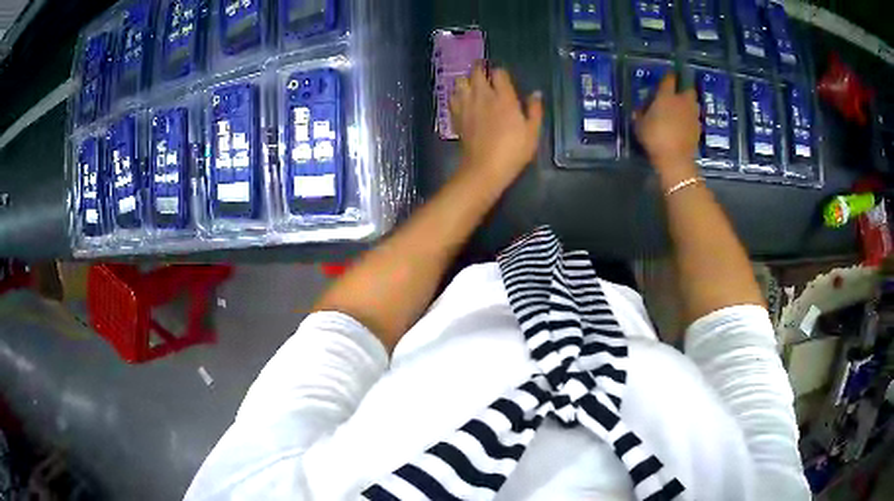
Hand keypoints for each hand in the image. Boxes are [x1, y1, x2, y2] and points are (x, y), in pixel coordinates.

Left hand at [450, 63, 543, 187]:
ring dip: (466, 80)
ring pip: (460, 81)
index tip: (503, 76)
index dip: (501, 72)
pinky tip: (463, 100)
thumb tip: (536, 93)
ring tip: (472, 85)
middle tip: (484, 71)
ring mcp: (466, 105)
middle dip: (480, 68)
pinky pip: (452, 98)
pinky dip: (457, 95)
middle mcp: (483, 96)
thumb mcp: (532, 132)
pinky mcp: (456, 116)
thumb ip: (535, 110)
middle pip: (476, 71)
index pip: (499, 73)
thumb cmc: (513, 150)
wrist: (485, 168)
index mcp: (504, 97)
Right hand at [634, 74, 701, 185]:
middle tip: (677, 94)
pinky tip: (685, 125)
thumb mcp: (640, 126)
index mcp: (666, 96)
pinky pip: (695, 118)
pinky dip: (691, 119)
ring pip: (693, 103)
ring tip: (682, 110)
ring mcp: (692, 115)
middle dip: (684, 88)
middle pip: (687, 88)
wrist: (675, 159)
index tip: (666, 77)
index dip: (668, 76)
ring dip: (689, 103)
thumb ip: (640, 115)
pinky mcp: (698, 128)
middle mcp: (682, 101)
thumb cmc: (655, 138)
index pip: (669, 79)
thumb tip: (639, 110)